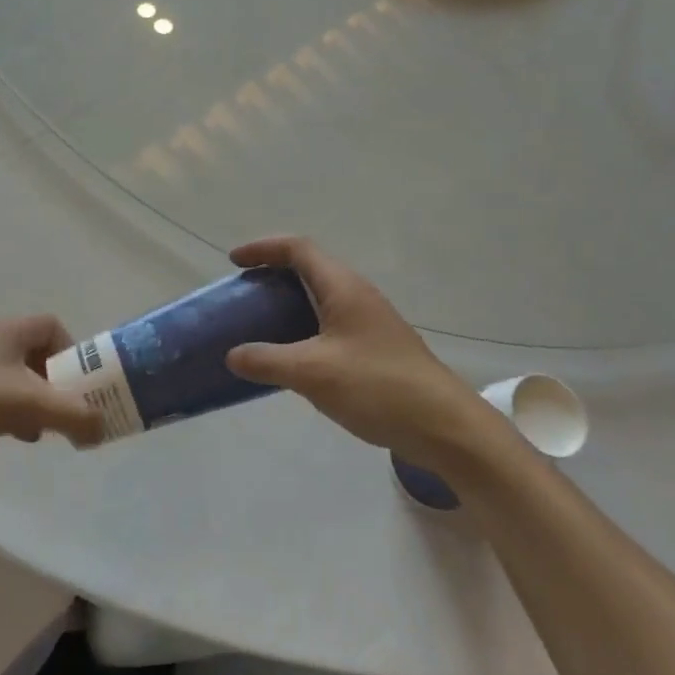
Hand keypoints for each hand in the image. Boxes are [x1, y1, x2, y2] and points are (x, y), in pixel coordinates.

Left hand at [0, 316, 103, 470]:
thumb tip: (102, 429)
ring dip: (35, 402)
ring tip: (42, 429)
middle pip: (39, 356)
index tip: (79, 383)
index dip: (73, 351)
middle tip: (67, 411)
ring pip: (18, 380)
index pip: (53, 326)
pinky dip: (12, 414)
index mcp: (10, 332)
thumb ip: (71, 415)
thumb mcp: (26, 404)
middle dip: (57, 384)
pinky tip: (12, 437)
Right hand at [225, 237, 504, 472]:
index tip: (234, 261)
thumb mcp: (312, 373)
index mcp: (343, 288)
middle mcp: (357, 296)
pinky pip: (330, 326)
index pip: (298, 249)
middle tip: (243, 295)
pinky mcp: (375, 349)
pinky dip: (304, 330)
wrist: (442, 426)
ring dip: (289, 304)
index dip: (263, 248)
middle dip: (273, 275)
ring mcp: (370, 323)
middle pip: (310, 269)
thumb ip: (266, 360)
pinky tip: (292, 360)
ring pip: (321, 299)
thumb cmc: (376, 387)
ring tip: (259, 325)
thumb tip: (232, 355)